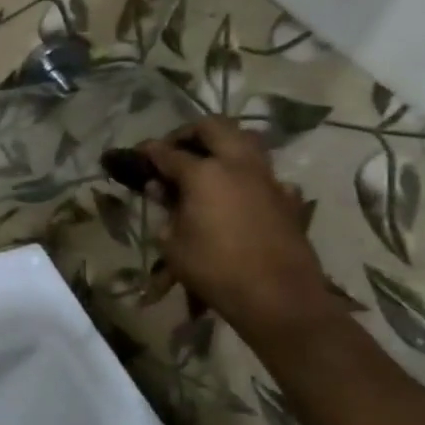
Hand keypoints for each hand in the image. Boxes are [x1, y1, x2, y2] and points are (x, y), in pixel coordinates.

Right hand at [134, 118, 339, 343]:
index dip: (149, 151)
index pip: (168, 152)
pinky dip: (247, 174)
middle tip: (174, 148)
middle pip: (214, 127)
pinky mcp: (287, 198)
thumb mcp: (173, 243)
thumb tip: (161, 189)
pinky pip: (265, 173)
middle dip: (189, 132)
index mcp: (204, 173)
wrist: (278, 296)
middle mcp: (238, 165)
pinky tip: (238, 194)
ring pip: (247, 140)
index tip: (137, 153)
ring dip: (223, 143)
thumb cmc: (214, 270)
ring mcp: (268, 179)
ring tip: (206, 161)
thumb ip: (166, 210)